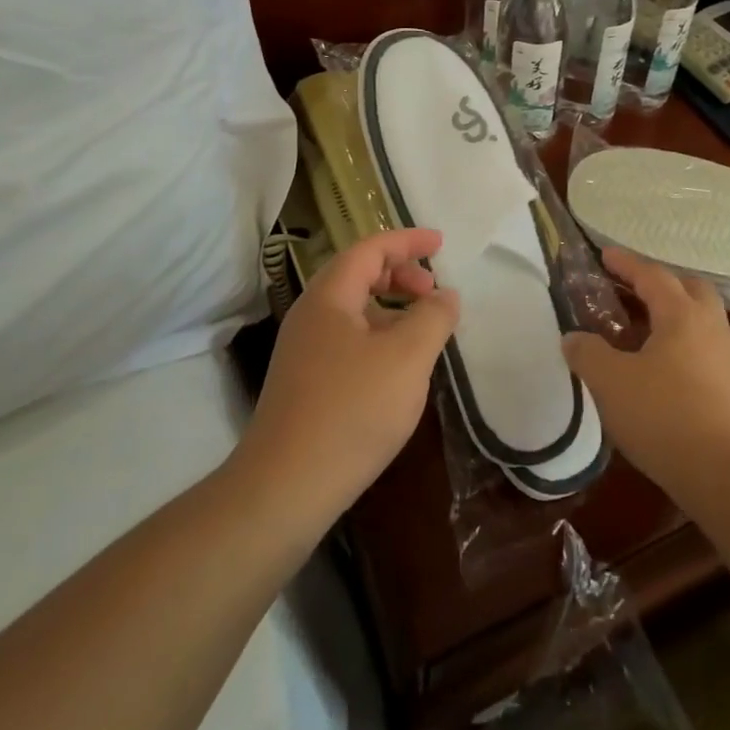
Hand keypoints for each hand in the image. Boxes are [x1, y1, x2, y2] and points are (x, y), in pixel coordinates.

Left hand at [236, 228, 459, 530]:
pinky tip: (397, 368)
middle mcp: (310, 315)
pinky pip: (348, 339)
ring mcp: (303, 351)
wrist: (285, 488)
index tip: (440, 243)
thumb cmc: (351, 411)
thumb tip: (445, 296)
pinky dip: (378, 336)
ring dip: (390, 308)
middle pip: (358, 275)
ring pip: (353, 310)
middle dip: (399, 274)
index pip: (369, 249)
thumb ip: (432, 318)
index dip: (406, 241)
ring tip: (422, 330)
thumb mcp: (407, 358)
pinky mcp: (305, 383)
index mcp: (329, 297)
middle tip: (433, 292)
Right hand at [563, 248, 729, 504]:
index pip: (651, 274)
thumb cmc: (666, 417)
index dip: (625, 263)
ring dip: (670, 314)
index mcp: (682, 314)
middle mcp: (710, 326)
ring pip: (699, 319)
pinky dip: (679, 343)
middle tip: (628, 289)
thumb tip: (573, 337)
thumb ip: (587, 353)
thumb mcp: (611, 382)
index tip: (603, 254)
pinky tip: (658, 368)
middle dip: (658, 282)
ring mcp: (727, 359)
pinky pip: (702, 348)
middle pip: (688, 288)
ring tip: (637, 330)